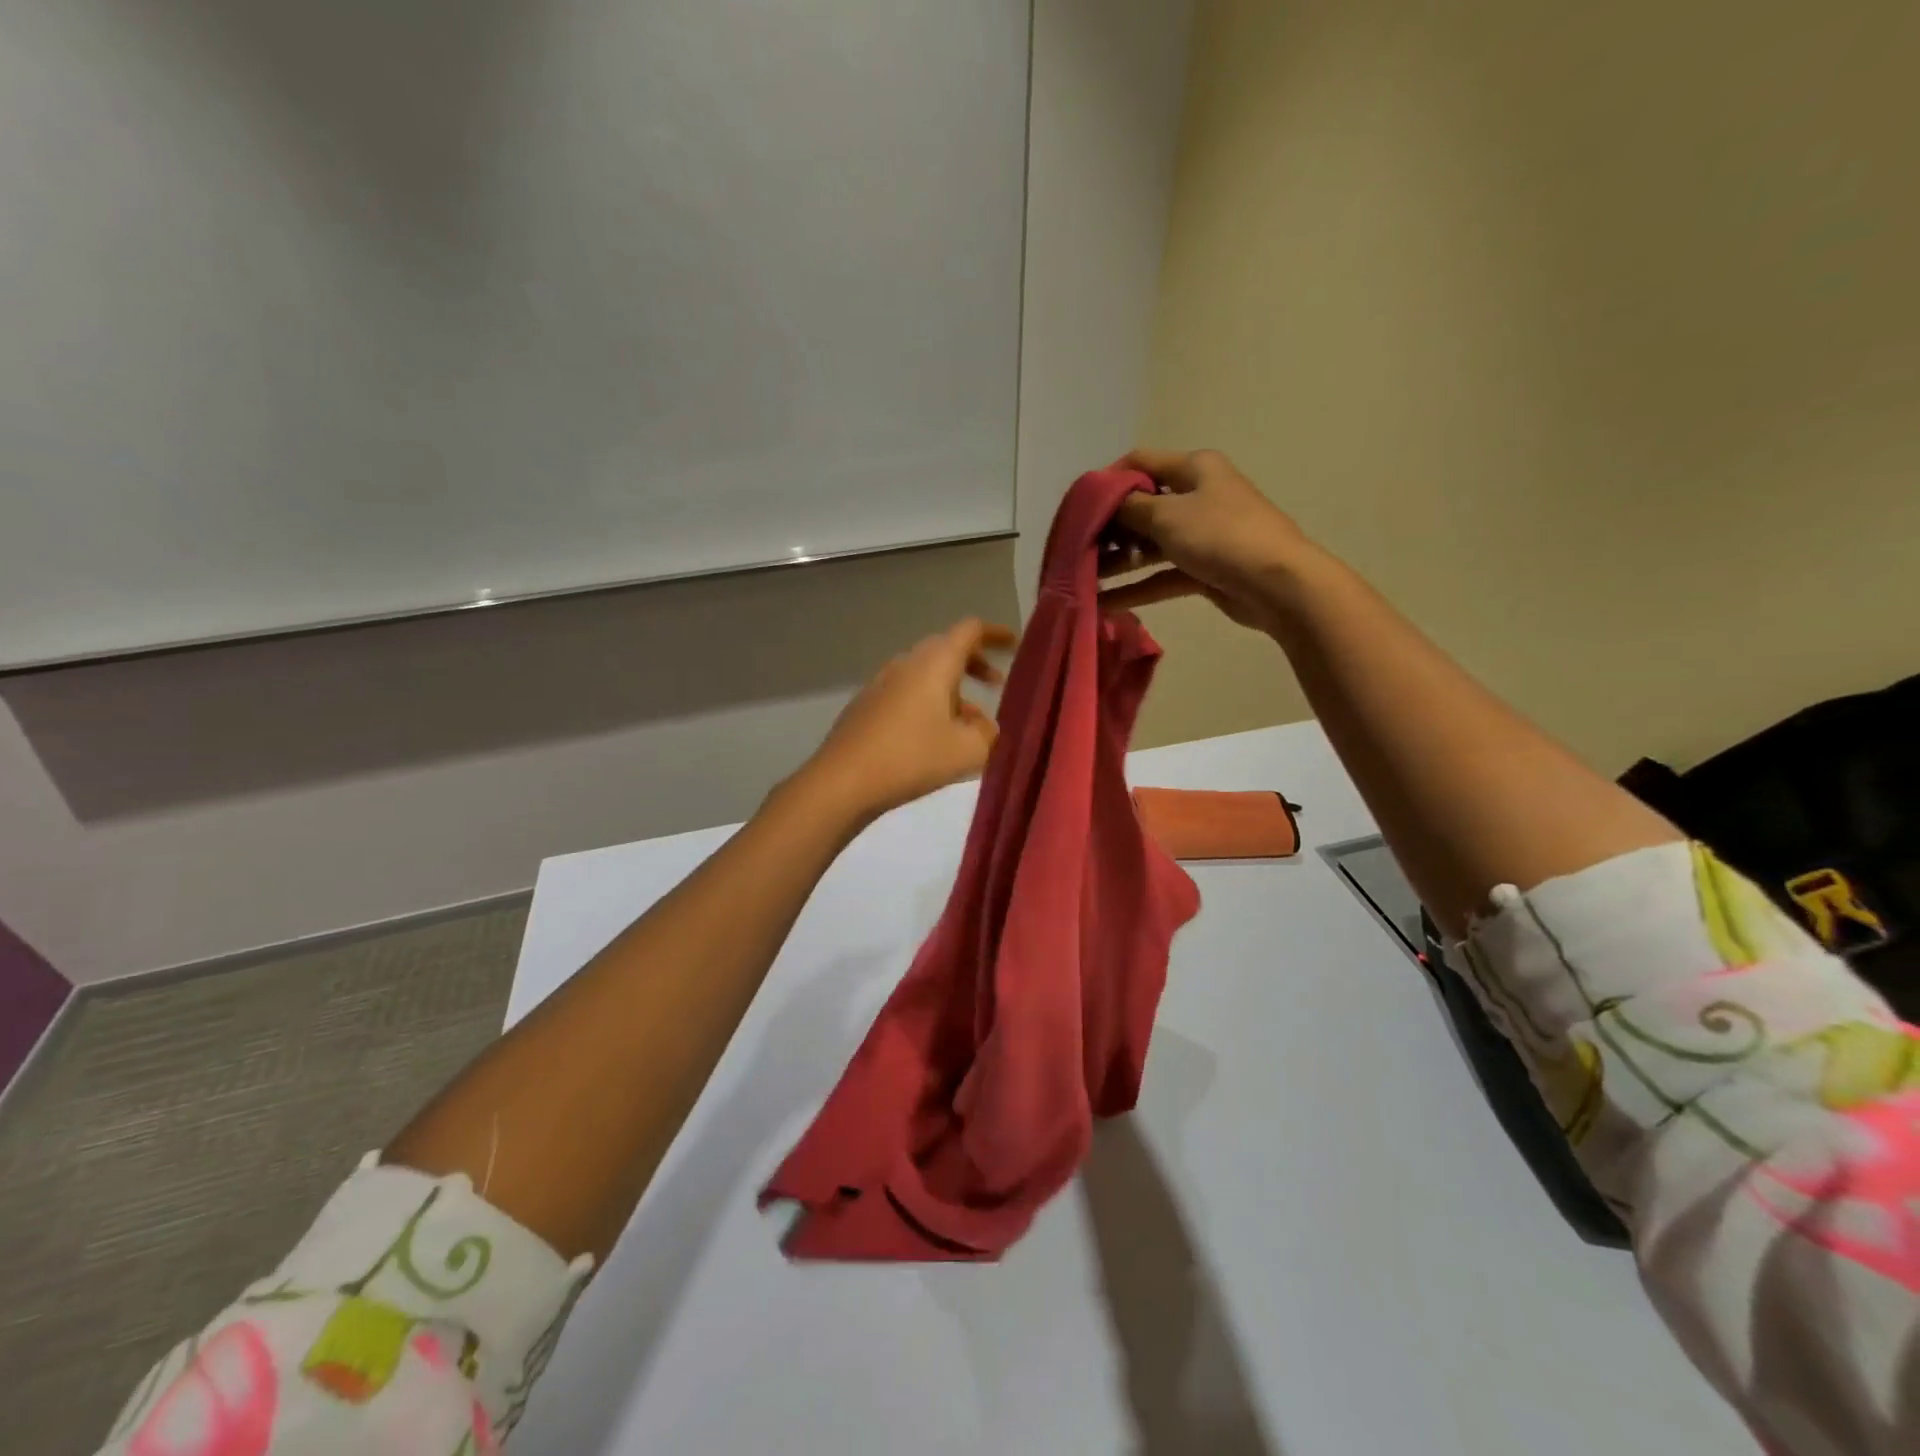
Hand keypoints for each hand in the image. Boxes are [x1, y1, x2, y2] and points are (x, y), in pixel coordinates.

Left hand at [800, 618, 1015, 822]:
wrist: (843, 780)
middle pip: (946, 649)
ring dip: (952, 690)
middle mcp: (907, 663)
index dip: (994, 634)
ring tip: (970, 723)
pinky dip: (929, 703)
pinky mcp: (867, 705)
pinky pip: (907, 692)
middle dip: (974, 663)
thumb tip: (985, 726)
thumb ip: (988, 733)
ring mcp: (882, 682)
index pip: (970, 630)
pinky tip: (934, 737)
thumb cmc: (912, 758)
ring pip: (926, 674)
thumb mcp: (967, 751)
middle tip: (996, 684)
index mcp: (935, 663)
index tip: (1013, 644)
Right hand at [1098, 448, 1309, 630]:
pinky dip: (1137, 587)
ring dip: (1119, 561)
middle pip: (1142, 506)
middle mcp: (1198, 495)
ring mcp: (1202, 534)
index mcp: (1194, 468)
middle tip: (1080, 550)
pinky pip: (1162, 575)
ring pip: (1150, 545)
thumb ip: (1129, 508)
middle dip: (1110, 529)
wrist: (1277, 583)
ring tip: (1085, 580)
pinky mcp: (1204, 569)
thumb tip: (1107, 503)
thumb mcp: (1167, 515)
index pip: (1140, 463)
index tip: (1079, 508)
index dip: (1107, 481)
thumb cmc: (1220, 535)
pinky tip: (1106, 603)